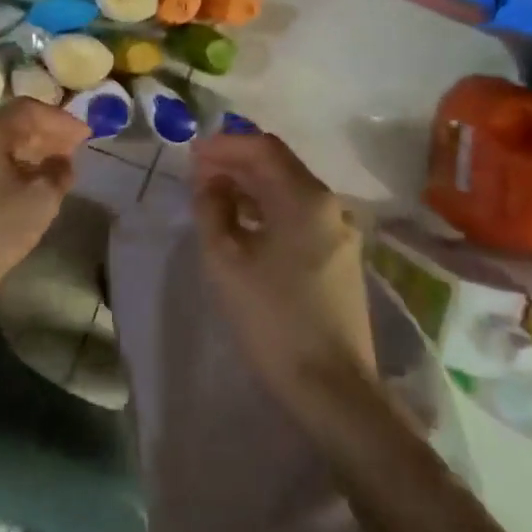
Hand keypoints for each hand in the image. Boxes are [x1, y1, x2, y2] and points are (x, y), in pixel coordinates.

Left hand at [0, 99, 90, 323]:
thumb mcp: (40, 200)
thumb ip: (58, 172)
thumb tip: (61, 161)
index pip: (28, 109)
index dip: (61, 119)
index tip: (85, 135)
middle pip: (10, 125)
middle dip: (45, 135)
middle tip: (73, 151)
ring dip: (28, 154)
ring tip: (53, 172)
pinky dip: (10, 170)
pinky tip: (24, 191)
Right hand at [192, 132, 376, 418]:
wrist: (331, 387)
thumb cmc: (272, 317)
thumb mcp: (225, 260)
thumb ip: (212, 209)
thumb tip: (210, 184)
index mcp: (305, 198)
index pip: (263, 148)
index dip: (224, 145)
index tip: (191, 154)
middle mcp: (330, 205)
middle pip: (279, 166)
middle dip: (236, 163)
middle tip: (196, 174)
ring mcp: (340, 232)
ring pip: (289, 191)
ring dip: (250, 186)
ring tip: (213, 196)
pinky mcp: (340, 257)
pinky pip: (299, 216)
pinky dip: (268, 209)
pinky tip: (243, 224)